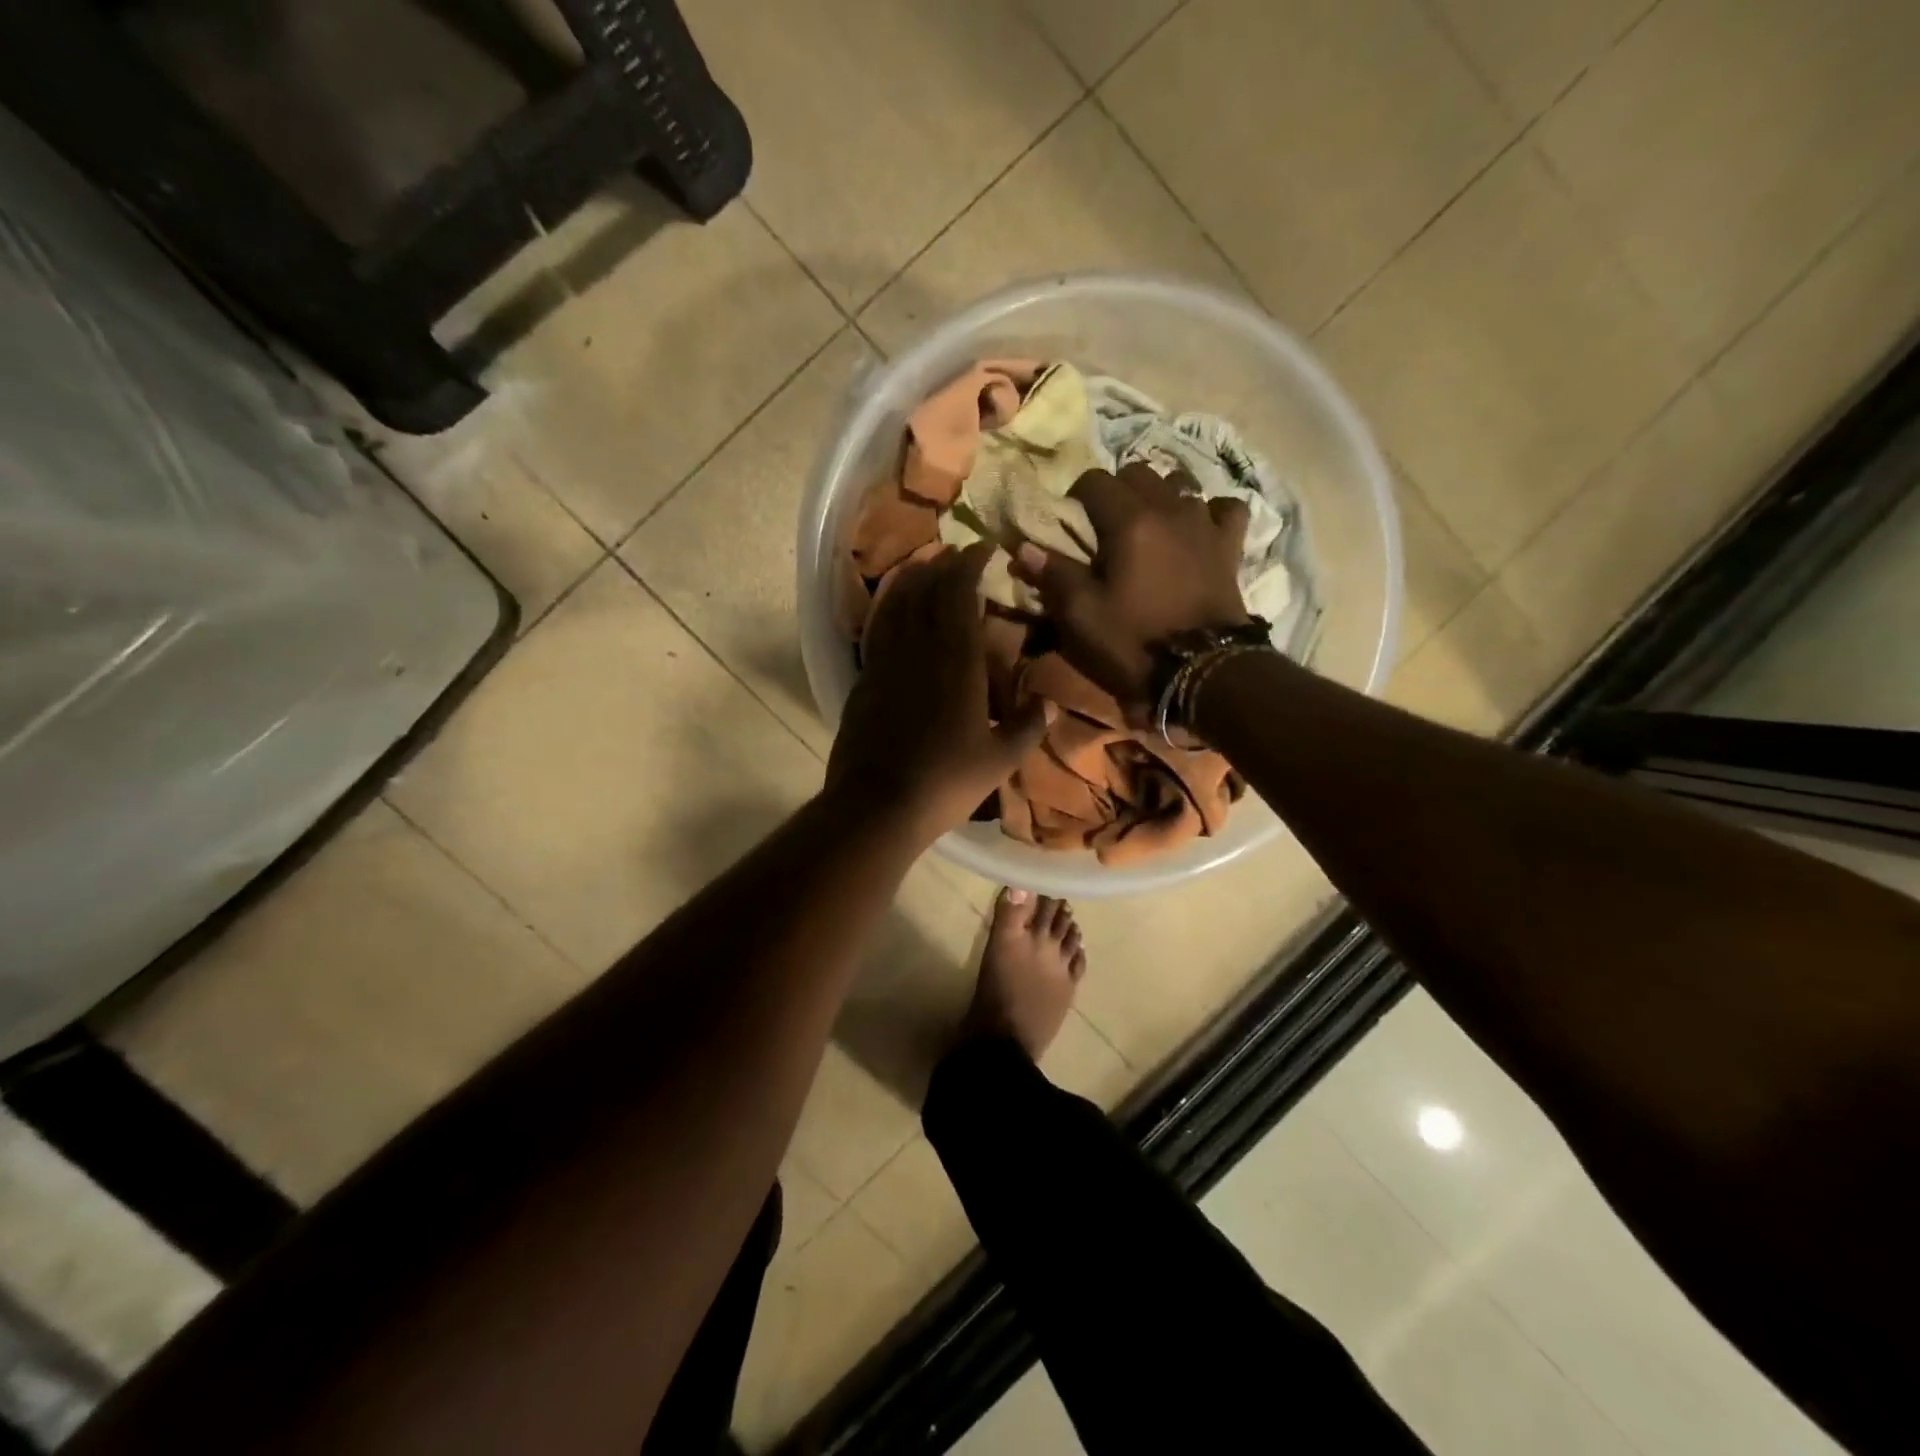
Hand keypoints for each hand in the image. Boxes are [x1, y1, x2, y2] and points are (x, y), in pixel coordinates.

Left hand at [826, 543, 1049, 842]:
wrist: (878, 804)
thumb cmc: (946, 782)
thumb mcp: (1000, 759)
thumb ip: (1028, 727)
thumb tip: (1050, 703)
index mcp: (957, 662)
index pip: (960, 595)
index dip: (970, 565)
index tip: (984, 549)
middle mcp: (919, 650)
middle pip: (927, 590)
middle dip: (943, 565)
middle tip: (958, 554)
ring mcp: (886, 662)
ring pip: (897, 604)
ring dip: (912, 578)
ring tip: (925, 566)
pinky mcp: (864, 679)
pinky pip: (877, 629)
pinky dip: (888, 608)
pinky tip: (894, 608)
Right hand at [1011, 463, 1250, 717]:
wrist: (1203, 670)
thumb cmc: (1135, 641)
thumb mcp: (1083, 616)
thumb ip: (1055, 575)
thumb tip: (1024, 547)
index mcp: (1129, 520)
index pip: (1095, 481)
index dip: (1076, 496)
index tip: (1070, 522)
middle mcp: (1169, 508)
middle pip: (1138, 473)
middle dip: (1117, 490)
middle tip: (1105, 525)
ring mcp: (1204, 524)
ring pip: (1180, 484)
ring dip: (1160, 496)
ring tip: (1149, 525)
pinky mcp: (1230, 546)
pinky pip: (1225, 509)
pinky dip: (1210, 512)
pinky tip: (1198, 529)